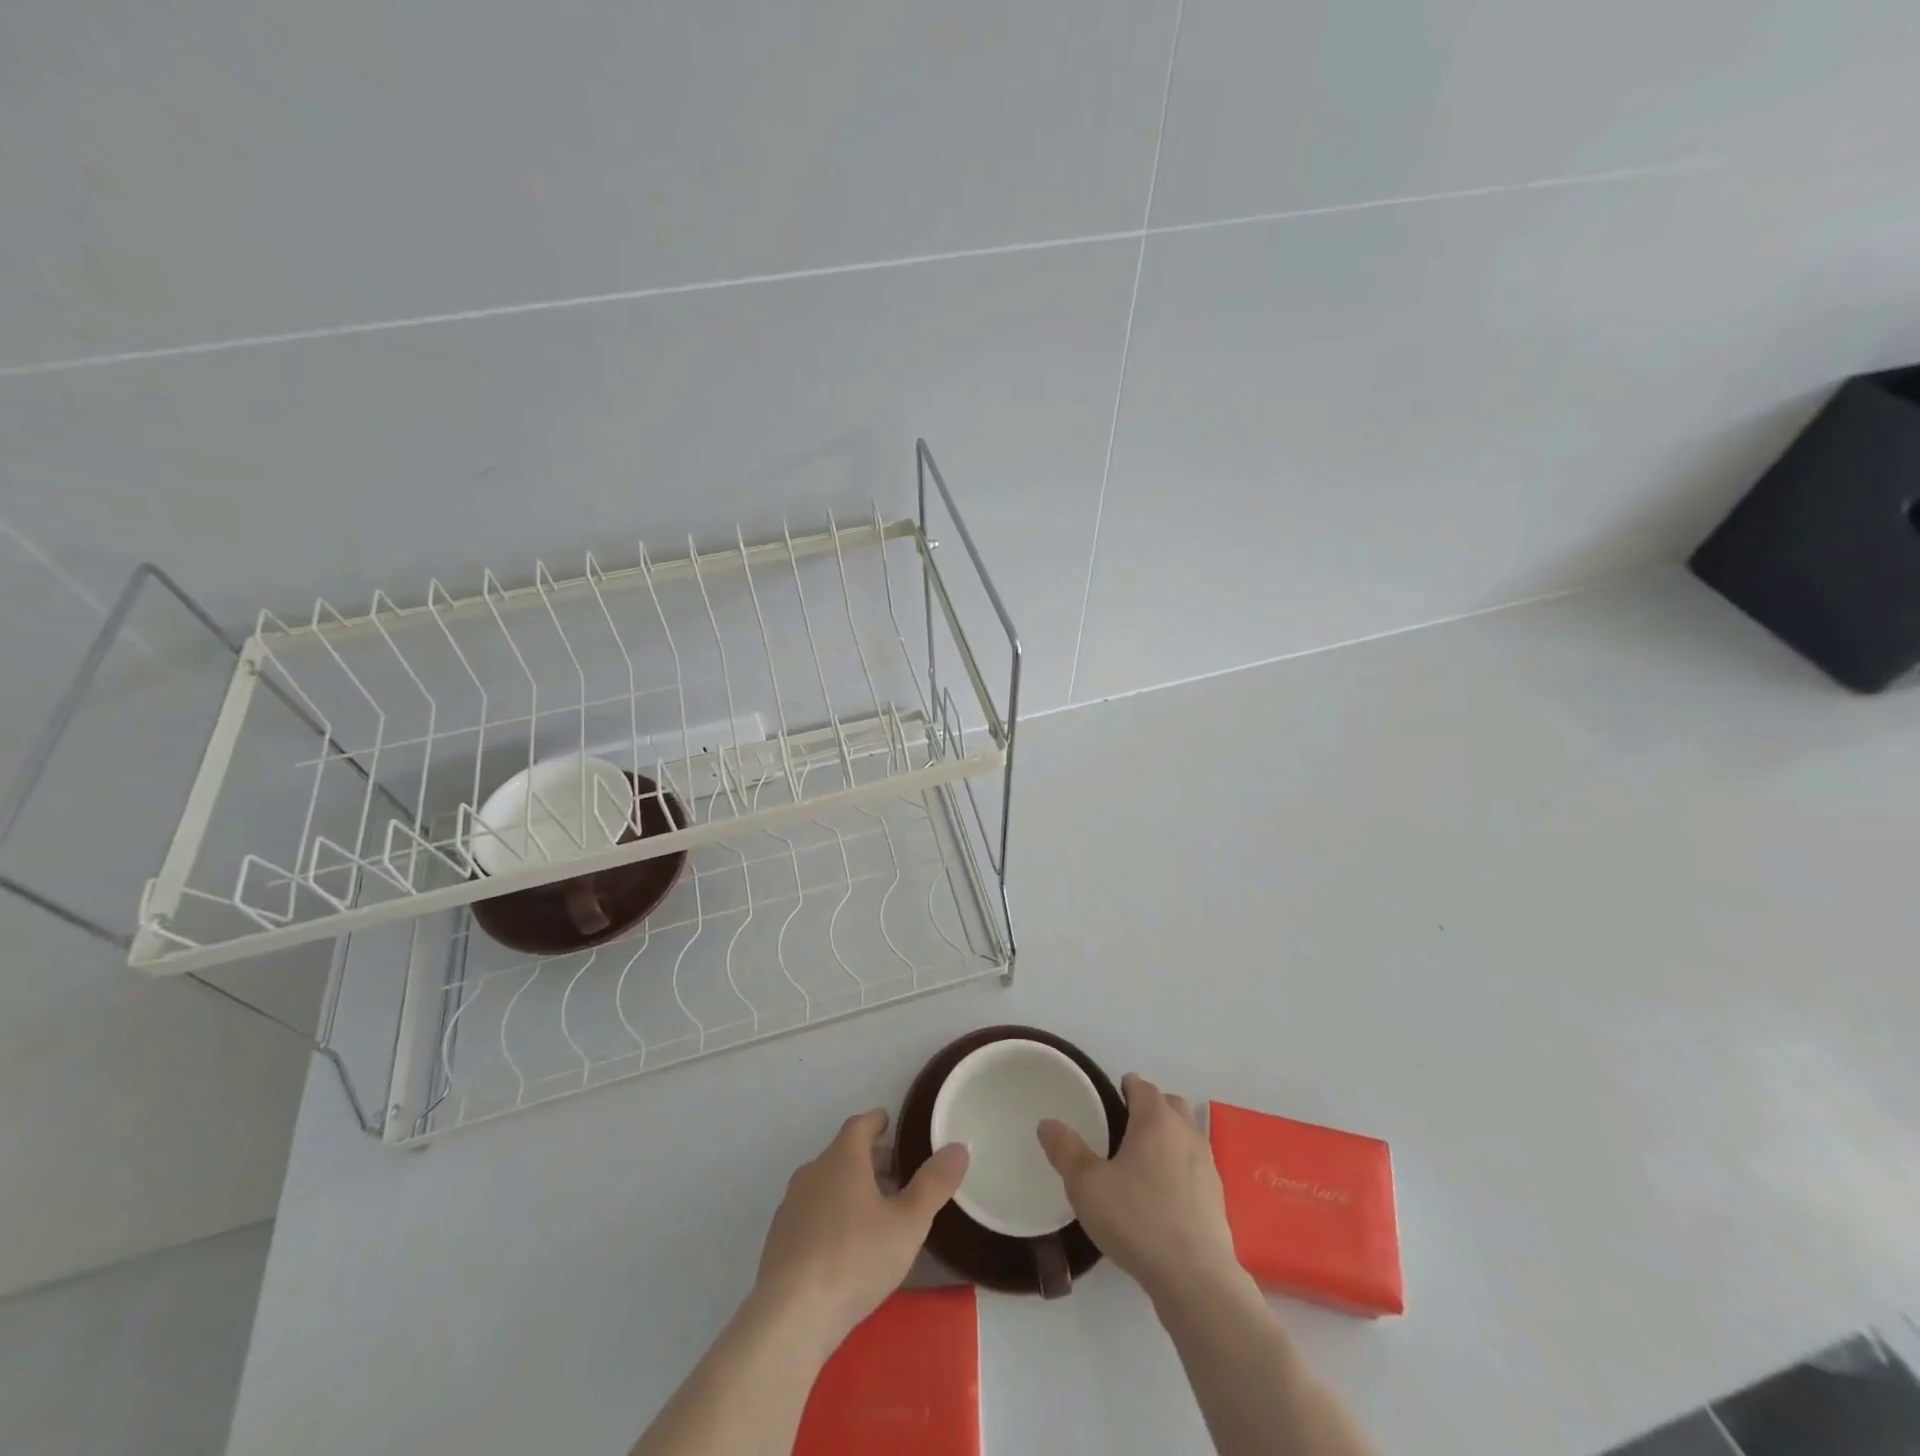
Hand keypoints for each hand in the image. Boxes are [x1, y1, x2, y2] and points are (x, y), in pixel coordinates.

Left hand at [754, 1110, 967, 1348]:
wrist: (790, 1317)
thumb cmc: (855, 1258)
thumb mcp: (908, 1223)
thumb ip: (934, 1184)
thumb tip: (959, 1146)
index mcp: (842, 1158)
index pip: (860, 1124)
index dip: (878, 1122)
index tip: (892, 1126)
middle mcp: (813, 1171)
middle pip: (844, 1153)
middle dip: (870, 1159)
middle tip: (897, 1174)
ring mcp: (792, 1205)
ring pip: (827, 1183)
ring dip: (850, 1188)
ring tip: (876, 1212)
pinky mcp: (779, 1239)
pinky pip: (812, 1212)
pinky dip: (831, 1215)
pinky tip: (845, 1246)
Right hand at [1037, 1074, 1240, 1303]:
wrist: (1196, 1280)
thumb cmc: (1137, 1220)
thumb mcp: (1087, 1186)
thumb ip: (1065, 1150)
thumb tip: (1047, 1123)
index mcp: (1156, 1119)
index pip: (1142, 1086)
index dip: (1125, 1087)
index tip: (1109, 1100)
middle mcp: (1186, 1133)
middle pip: (1170, 1104)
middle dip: (1151, 1106)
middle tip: (1125, 1126)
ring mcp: (1207, 1165)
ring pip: (1187, 1134)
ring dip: (1169, 1136)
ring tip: (1143, 1161)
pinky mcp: (1217, 1198)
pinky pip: (1196, 1167)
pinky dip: (1181, 1168)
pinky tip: (1164, 1195)